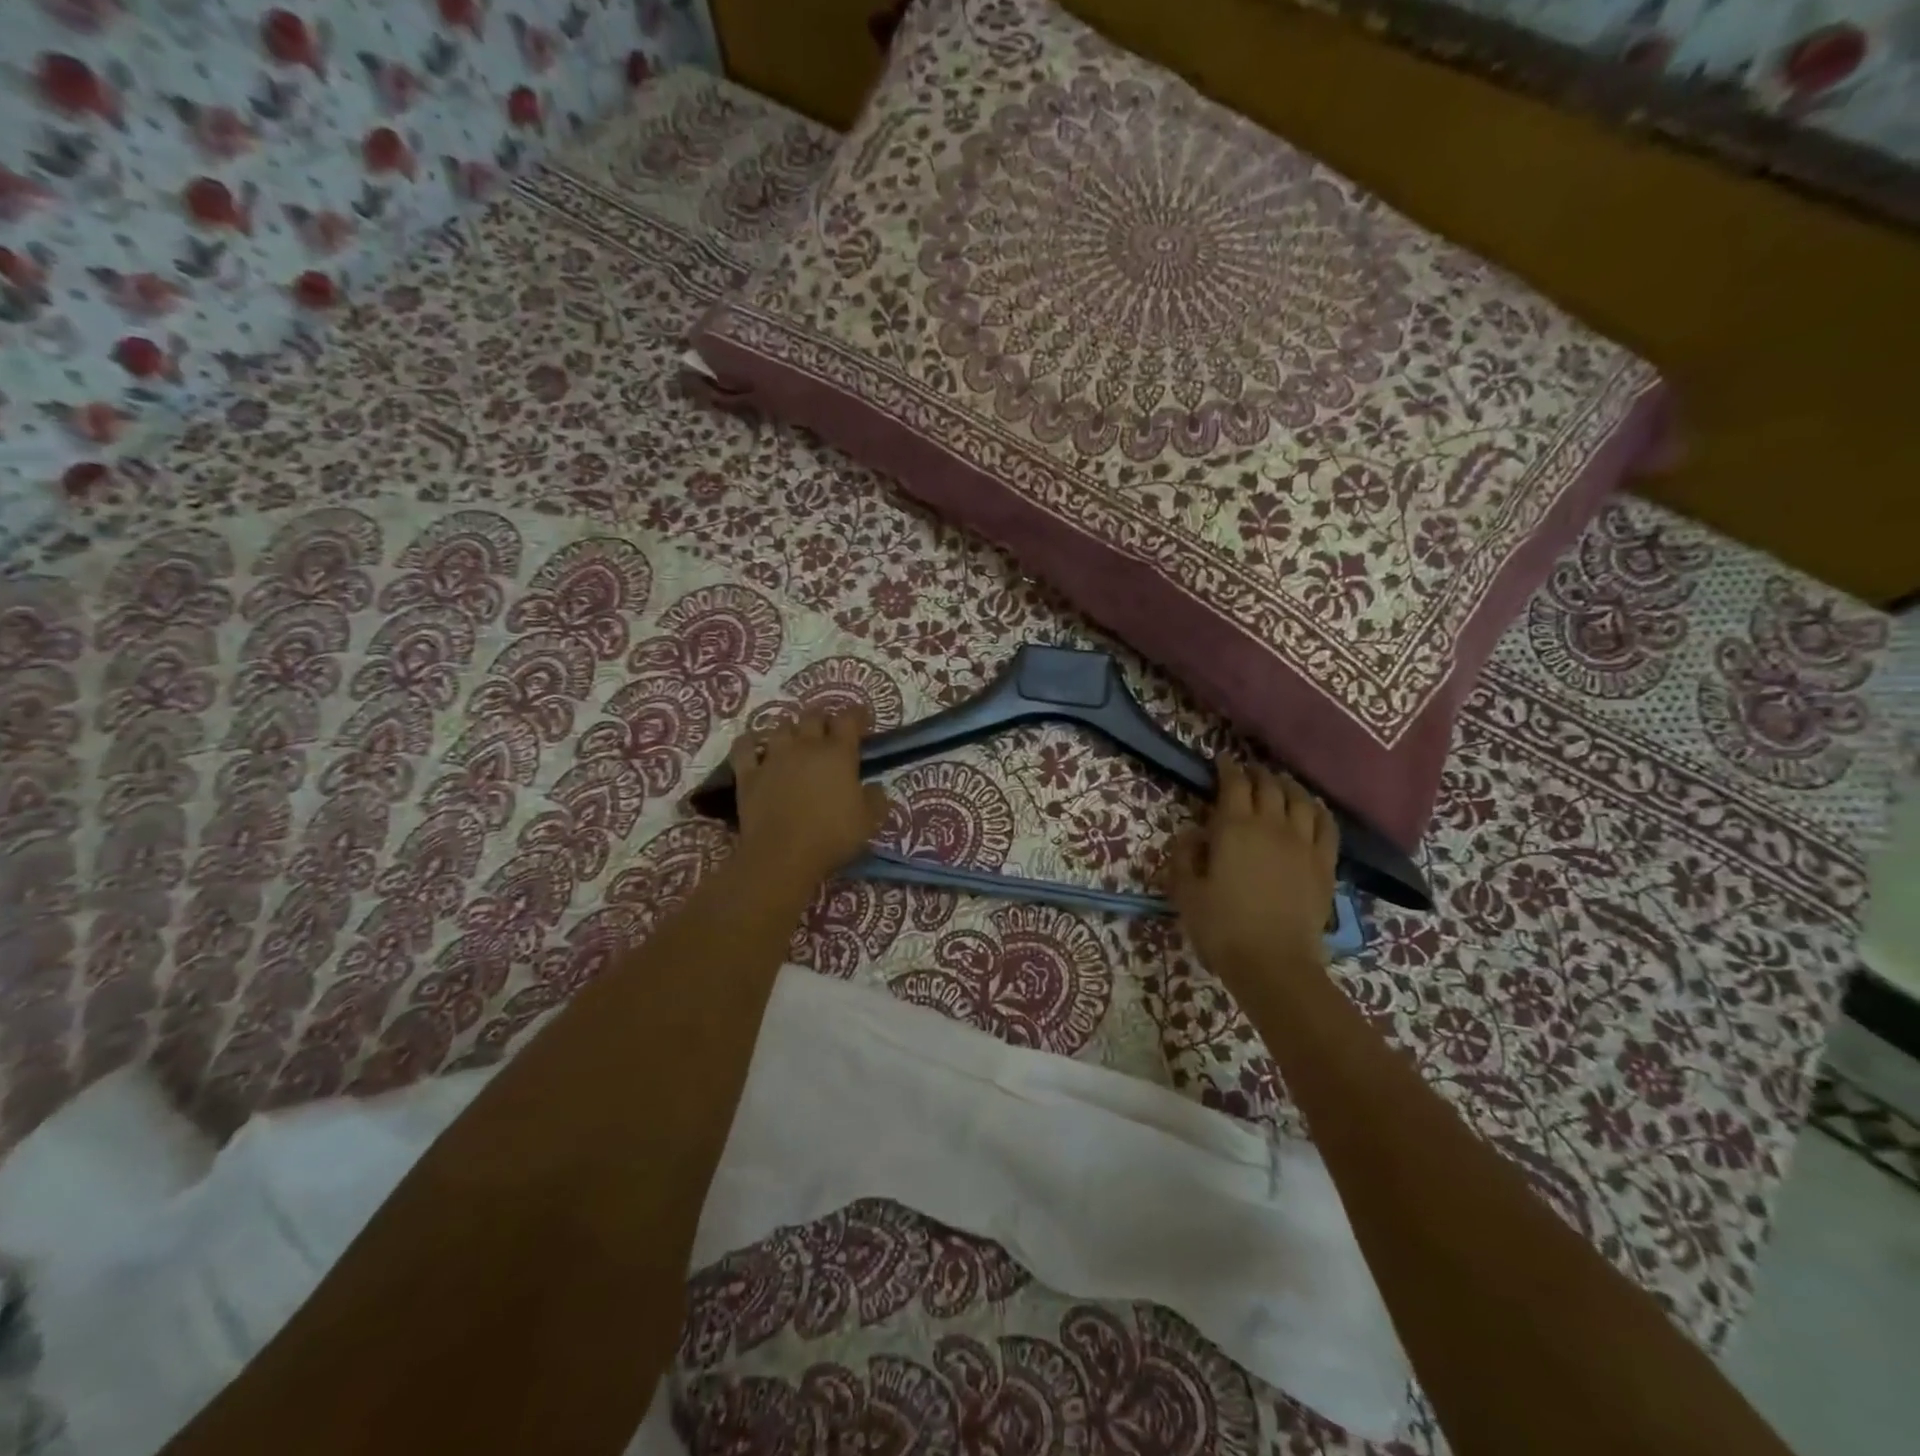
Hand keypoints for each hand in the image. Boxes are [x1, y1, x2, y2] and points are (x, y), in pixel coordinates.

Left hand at [729, 708, 890, 883]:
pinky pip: (744, 748)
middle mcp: (805, 747)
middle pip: (813, 717)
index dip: (857, 715)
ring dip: (790, 729)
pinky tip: (754, 744)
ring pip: (781, 728)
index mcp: (838, 754)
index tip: (862, 720)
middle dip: (823, 719)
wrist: (782, 856)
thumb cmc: (832, 837)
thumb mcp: (870, 822)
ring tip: (795, 739)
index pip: (849, 719)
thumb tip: (874, 788)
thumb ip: (876, 800)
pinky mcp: (748, 775)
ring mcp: (773, 758)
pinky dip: (750, 742)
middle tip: (828, 732)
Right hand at [1168, 758, 1338, 984]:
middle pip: (1269, 786)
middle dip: (1257, 773)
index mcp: (1234, 827)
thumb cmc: (1221, 926)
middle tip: (1248, 771)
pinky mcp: (1325, 864)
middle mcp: (1272, 825)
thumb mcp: (1185, 891)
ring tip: (1280, 783)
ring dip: (1288, 786)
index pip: (1233, 784)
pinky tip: (1314, 808)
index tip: (1221, 761)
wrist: (1273, 962)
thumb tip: (1194, 832)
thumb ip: (1185, 855)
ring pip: (1300, 800)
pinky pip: (1327, 825)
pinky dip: (1319, 810)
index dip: (1227, 769)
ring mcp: (1303, 843)